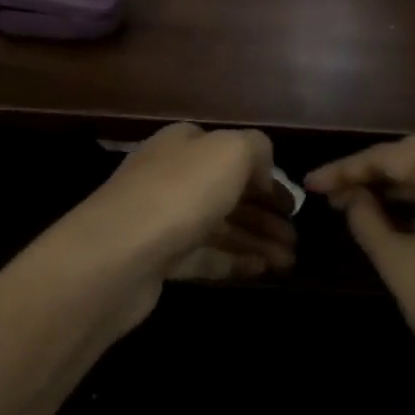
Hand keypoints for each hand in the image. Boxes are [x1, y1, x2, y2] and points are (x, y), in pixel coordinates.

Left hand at [55, 123, 295, 330]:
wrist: (117, 254)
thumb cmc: (180, 192)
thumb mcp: (230, 151)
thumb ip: (257, 148)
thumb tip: (263, 174)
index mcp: (185, 143)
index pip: (232, 154)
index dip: (265, 178)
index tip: (293, 206)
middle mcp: (172, 175)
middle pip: (227, 193)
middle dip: (265, 215)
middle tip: (296, 240)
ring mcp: (163, 218)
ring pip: (219, 226)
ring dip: (256, 241)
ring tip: (289, 262)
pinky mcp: (158, 258)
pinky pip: (204, 256)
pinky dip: (234, 261)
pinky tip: (262, 271)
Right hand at [306, 138, 414, 414]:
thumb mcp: (396, 262)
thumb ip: (365, 217)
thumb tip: (351, 197)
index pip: (389, 156)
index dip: (346, 169)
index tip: (311, 184)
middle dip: (374, 172)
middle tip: (334, 191)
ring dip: (402, 186)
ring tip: (361, 203)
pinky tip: (403, 217)